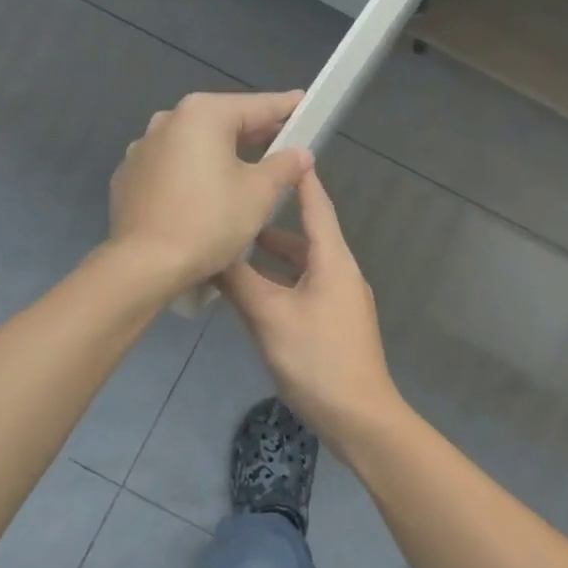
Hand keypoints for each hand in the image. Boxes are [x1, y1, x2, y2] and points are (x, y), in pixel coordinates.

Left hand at [109, 90, 312, 290]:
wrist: (144, 265)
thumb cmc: (209, 221)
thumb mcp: (259, 193)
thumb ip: (284, 166)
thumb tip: (299, 153)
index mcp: (203, 115)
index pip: (256, 105)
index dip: (285, 106)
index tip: (303, 102)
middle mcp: (168, 120)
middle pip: (223, 121)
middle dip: (254, 132)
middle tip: (283, 141)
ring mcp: (142, 147)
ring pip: (194, 143)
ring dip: (221, 152)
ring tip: (246, 169)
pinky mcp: (129, 176)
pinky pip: (171, 165)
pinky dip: (192, 171)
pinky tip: (205, 193)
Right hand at [218, 169, 401, 435]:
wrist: (359, 417)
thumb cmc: (316, 359)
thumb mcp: (269, 316)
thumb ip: (238, 281)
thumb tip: (209, 250)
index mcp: (333, 260)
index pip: (316, 205)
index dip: (298, 178)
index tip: (278, 150)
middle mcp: (340, 271)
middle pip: (305, 235)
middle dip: (271, 221)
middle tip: (236, 205)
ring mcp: (339, 299)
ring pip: (301, 264)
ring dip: (271, 256)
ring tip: (234, 248)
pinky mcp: (333, 322)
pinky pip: (302, 287)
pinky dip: (278, 281)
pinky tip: (251, 291)